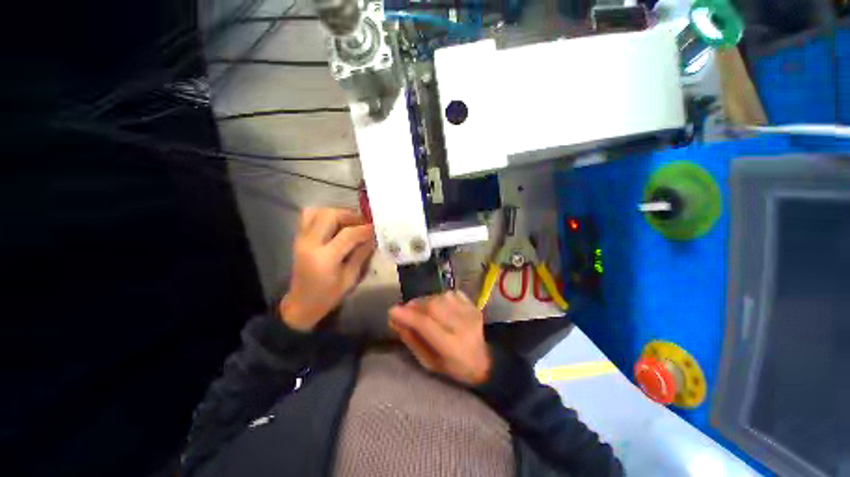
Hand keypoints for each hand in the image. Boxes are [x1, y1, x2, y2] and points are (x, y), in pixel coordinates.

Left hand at [280, 208, 374, 330]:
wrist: (301, 304)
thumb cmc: (328, 296)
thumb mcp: (350, 278)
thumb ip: (361, 255)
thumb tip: (372, 238)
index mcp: (325, 258)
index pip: (348, 234)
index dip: (365, 229)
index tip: (376, 228)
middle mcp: (310, 244)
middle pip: (330, 215)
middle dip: (350, 215)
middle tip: (363, 222)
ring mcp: (301, 239)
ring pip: (317, 212)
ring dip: (337, 213)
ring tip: (350, 222)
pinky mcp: (299, 238)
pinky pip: (309, 217)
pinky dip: (324, 215)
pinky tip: (336, 224)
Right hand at [389, 291, 491, 385]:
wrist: (485, 360)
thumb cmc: (453, 367)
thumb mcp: (429, 362)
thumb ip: (411, 340)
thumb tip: (395, 320)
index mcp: (453, 347)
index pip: (426, 325)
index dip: (408, 316)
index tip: (392, 311)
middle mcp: (463, 326)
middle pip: (433, 306)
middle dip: (415, 305)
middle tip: (406, 310)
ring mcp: (470, 312)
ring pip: (440, 297)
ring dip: (426, 300)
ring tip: (421, 309)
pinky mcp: (473, 304)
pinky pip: (450, 293)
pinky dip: (439, 297)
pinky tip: (438, 306)